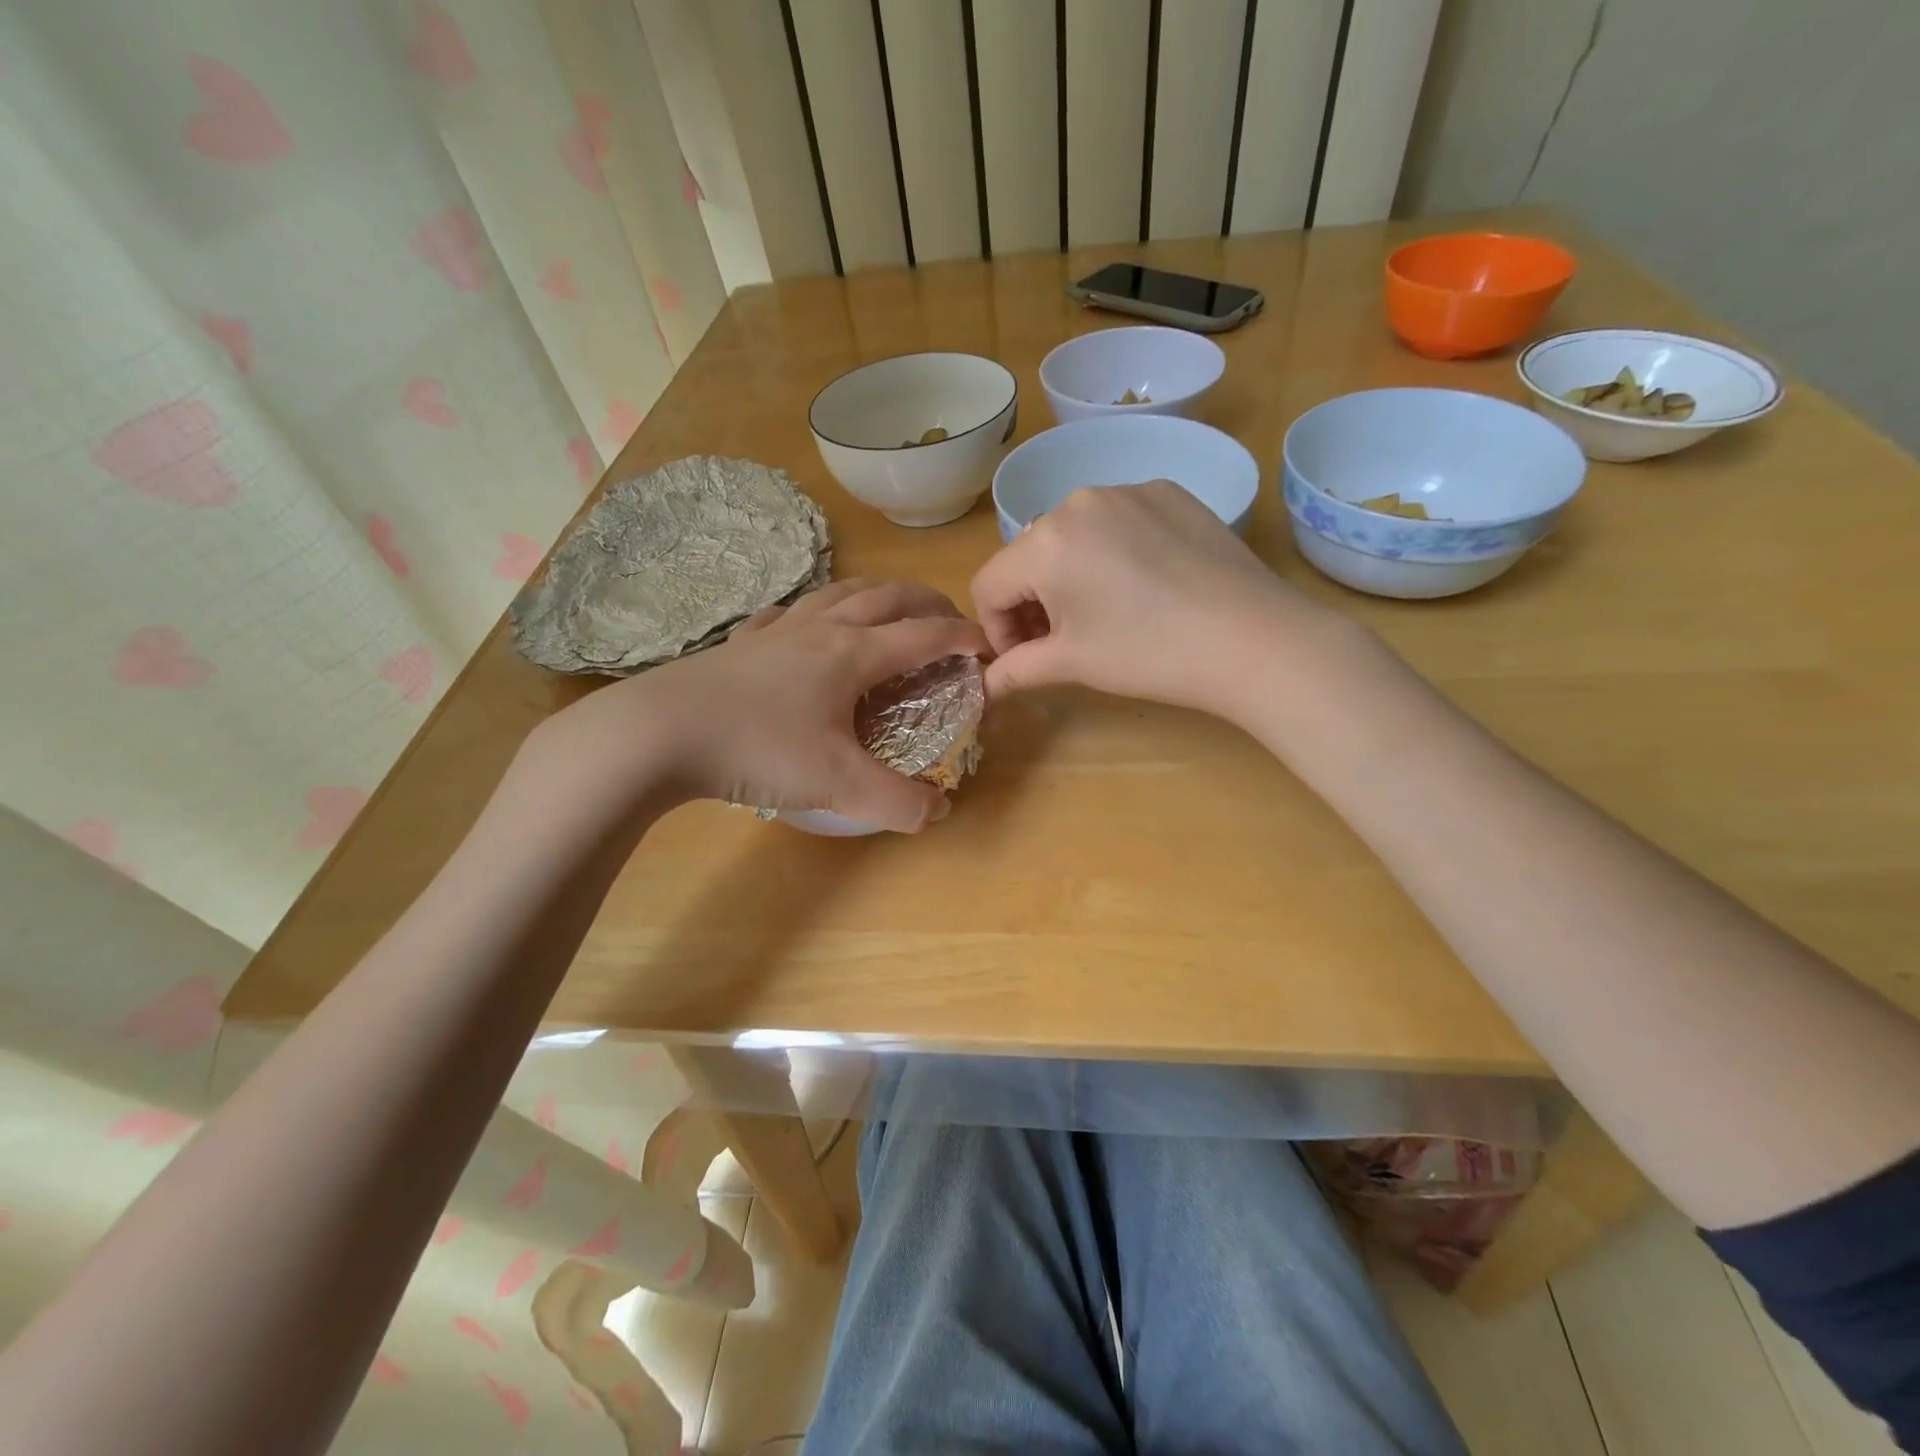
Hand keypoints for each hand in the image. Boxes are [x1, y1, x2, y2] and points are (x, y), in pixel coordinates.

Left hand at [531, 580, 988, 832]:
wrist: (659, 732)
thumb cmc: (757, 748)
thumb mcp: (837, 783)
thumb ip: (897, 801)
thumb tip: (939, 811)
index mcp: (854, 653)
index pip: (925, 634)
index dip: (963, 637)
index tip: (988, 648)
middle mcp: (822, 628)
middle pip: (888, 596)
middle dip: (927, 601)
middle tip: (949, 618)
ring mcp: (778, 629)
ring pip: (840, 592)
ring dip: (877, 594)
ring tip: (890, 608)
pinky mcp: (742, 641)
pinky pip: (790, 611)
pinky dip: (816, 610)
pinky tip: (806, 624)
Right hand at [970, 481, 1323, 717]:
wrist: (1252, 639)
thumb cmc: (1149, 654)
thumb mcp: (1073, 663)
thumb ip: (1017, 670)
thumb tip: (986, 685)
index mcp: (1046, 541)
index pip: (989, 584)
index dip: (997, 629)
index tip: (1025, 658)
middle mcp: (1079, 500)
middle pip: (1029, 556)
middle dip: (1033, 602)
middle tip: (1062, 641)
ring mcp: (1129, 490)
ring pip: (1072, 536)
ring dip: (1070, 576)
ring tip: (1106, 613)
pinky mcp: (1169, 493)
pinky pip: (1118, 521)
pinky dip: (1113, 553)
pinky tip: (1145, 587)